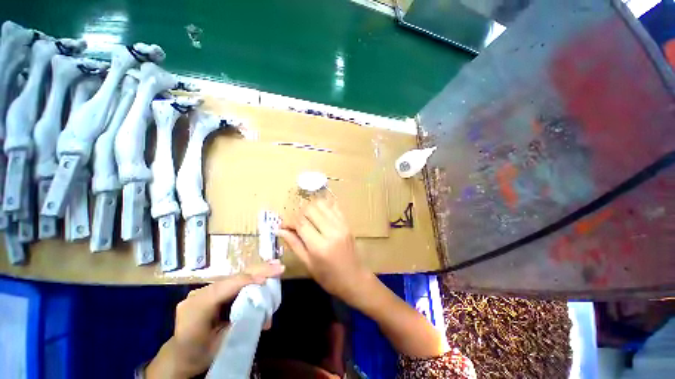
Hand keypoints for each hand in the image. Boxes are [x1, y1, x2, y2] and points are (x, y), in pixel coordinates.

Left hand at [146, 261, 284, 378]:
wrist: (180, 354)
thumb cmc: (200, 353)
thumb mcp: (221, 345)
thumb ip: (243, 325)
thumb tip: (267, 316)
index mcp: (196, 308)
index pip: (225, 288)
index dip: (248, 280)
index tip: (268, 279)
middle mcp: (199, 293)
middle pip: (232, 278)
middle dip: (258, 270)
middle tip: (279, 266)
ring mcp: (204, 289)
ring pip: (235, 277)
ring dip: (257, 271)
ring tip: (275, 265)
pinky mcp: (212, 290)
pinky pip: (233, 281)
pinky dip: (250, 276)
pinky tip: (263, 272)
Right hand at [278, 197, 371, 303]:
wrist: (355, 278)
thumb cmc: (329, 277)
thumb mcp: (308, 264)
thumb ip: (294, 244)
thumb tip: (280, 230)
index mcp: (320, 246)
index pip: (301, 223)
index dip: (289, 221)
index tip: (283, 226)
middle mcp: (332, 231)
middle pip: (310, 209)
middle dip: (299, 213)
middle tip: (295, 224)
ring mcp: (341, 224)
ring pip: (321, 204)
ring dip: (310, 208)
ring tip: (307, 219)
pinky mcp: (347, 222)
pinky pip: (333, 206)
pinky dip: (323, 207)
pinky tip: (319, 216)